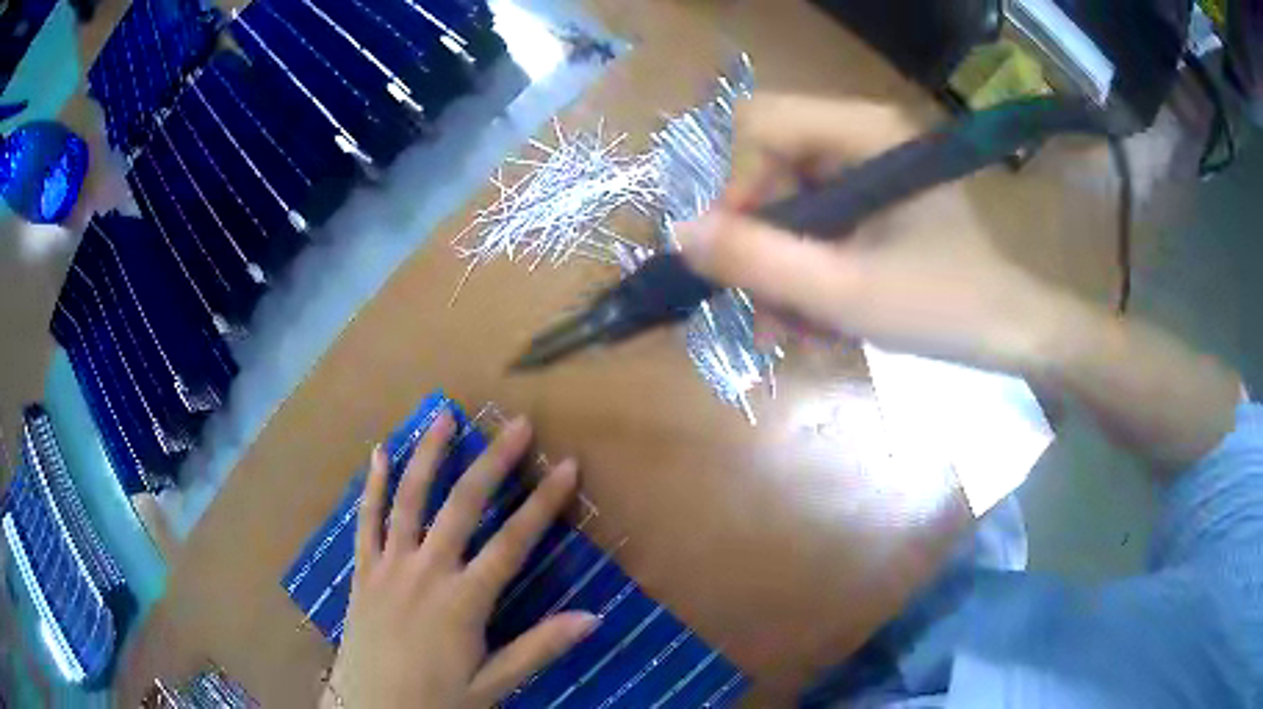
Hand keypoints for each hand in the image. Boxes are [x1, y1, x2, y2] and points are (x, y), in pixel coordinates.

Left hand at [324, 413, 596, 708]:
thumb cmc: (436, 701)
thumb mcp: (494, 685)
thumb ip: (539, 648)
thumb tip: (594, 617)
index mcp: (464, 601)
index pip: (512, 543)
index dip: (543, 504)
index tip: (567, 467)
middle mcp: (427, 572)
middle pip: (463, 506)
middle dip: (493, 462)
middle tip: (518, 425)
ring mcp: (389, 566)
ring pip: (410, 500)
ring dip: (429, 456)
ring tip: (444, 416)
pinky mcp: (363, 571)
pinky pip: (367, 520)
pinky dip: (374, 485)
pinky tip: (380, 452)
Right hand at [678, 95, 1087, 375]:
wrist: (1015, 333)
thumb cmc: (947, 309)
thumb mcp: (846, 293)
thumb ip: (757, 261)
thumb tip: (677, 234)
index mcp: (865, 130)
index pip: (759, 124)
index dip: (737, 188)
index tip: (743, 259)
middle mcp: (864, 132)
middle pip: (772, 163)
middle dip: (763, 241)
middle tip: (767, 311)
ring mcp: (873, 164)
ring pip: (793, 197)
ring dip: (784, 264)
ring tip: (793, 329)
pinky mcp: (880, 195)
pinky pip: (821, 218)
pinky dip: (811, 265)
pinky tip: (819, 314)